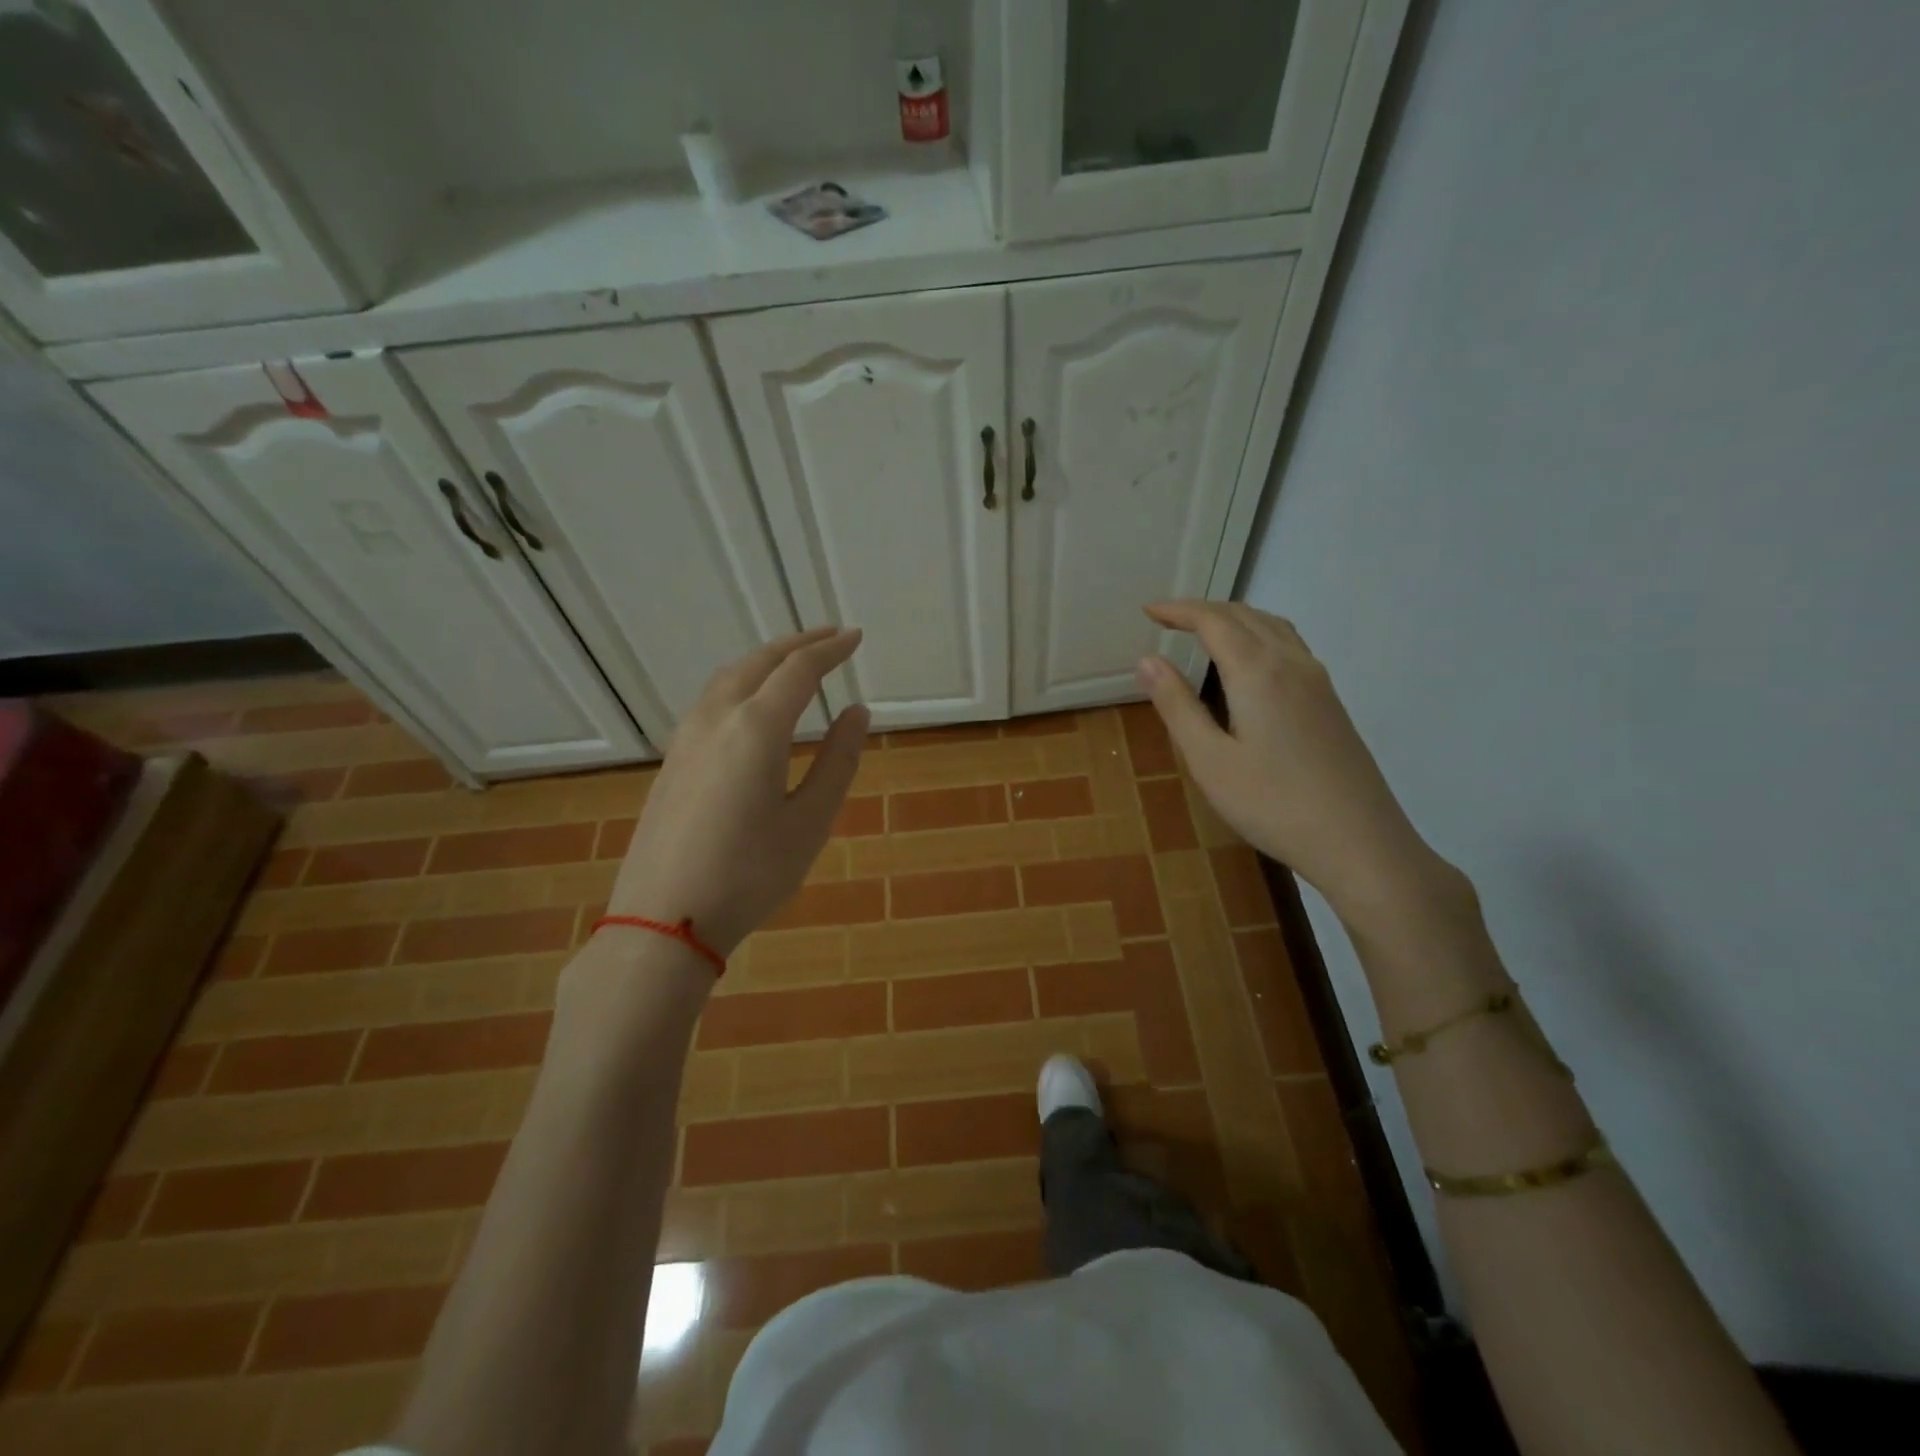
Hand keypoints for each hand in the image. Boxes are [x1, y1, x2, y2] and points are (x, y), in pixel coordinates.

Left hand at [608, 626, 869, 958]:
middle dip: (798, 645)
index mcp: (756, 728)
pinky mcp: (672, 761)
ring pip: (729, 677)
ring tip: (794, 663)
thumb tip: (857, 713)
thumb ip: (838, 761)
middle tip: (831, 638)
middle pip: (759, 662)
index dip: (831, 650)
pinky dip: (741, 683)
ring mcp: (686, 738)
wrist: (664, 919)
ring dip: (765, 660)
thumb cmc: (750, 874)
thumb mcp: (810, 822)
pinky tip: (751, 705)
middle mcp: (717, 719)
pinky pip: (711, 700)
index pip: (799, 671)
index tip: (856, 638)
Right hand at [1136, 601, 1440, 920]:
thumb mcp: (1210, 761)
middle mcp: (1292, 664)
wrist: (1359, 842)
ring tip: (1204, 633)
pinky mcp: (1331, 702)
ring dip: (1235, 619)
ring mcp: (1318, 682)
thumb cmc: (1273, 804)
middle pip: (1246, 616)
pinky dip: (1259, 636)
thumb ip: (1177, 706)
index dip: (1179, 610)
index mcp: (1258, 672)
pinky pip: (1290, 647)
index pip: (1214, 621)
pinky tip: (1249, 665)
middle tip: (1168, 620)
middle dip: (1204, 611)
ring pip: (1273, 627)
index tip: (1148, 610)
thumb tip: (1147, 660)